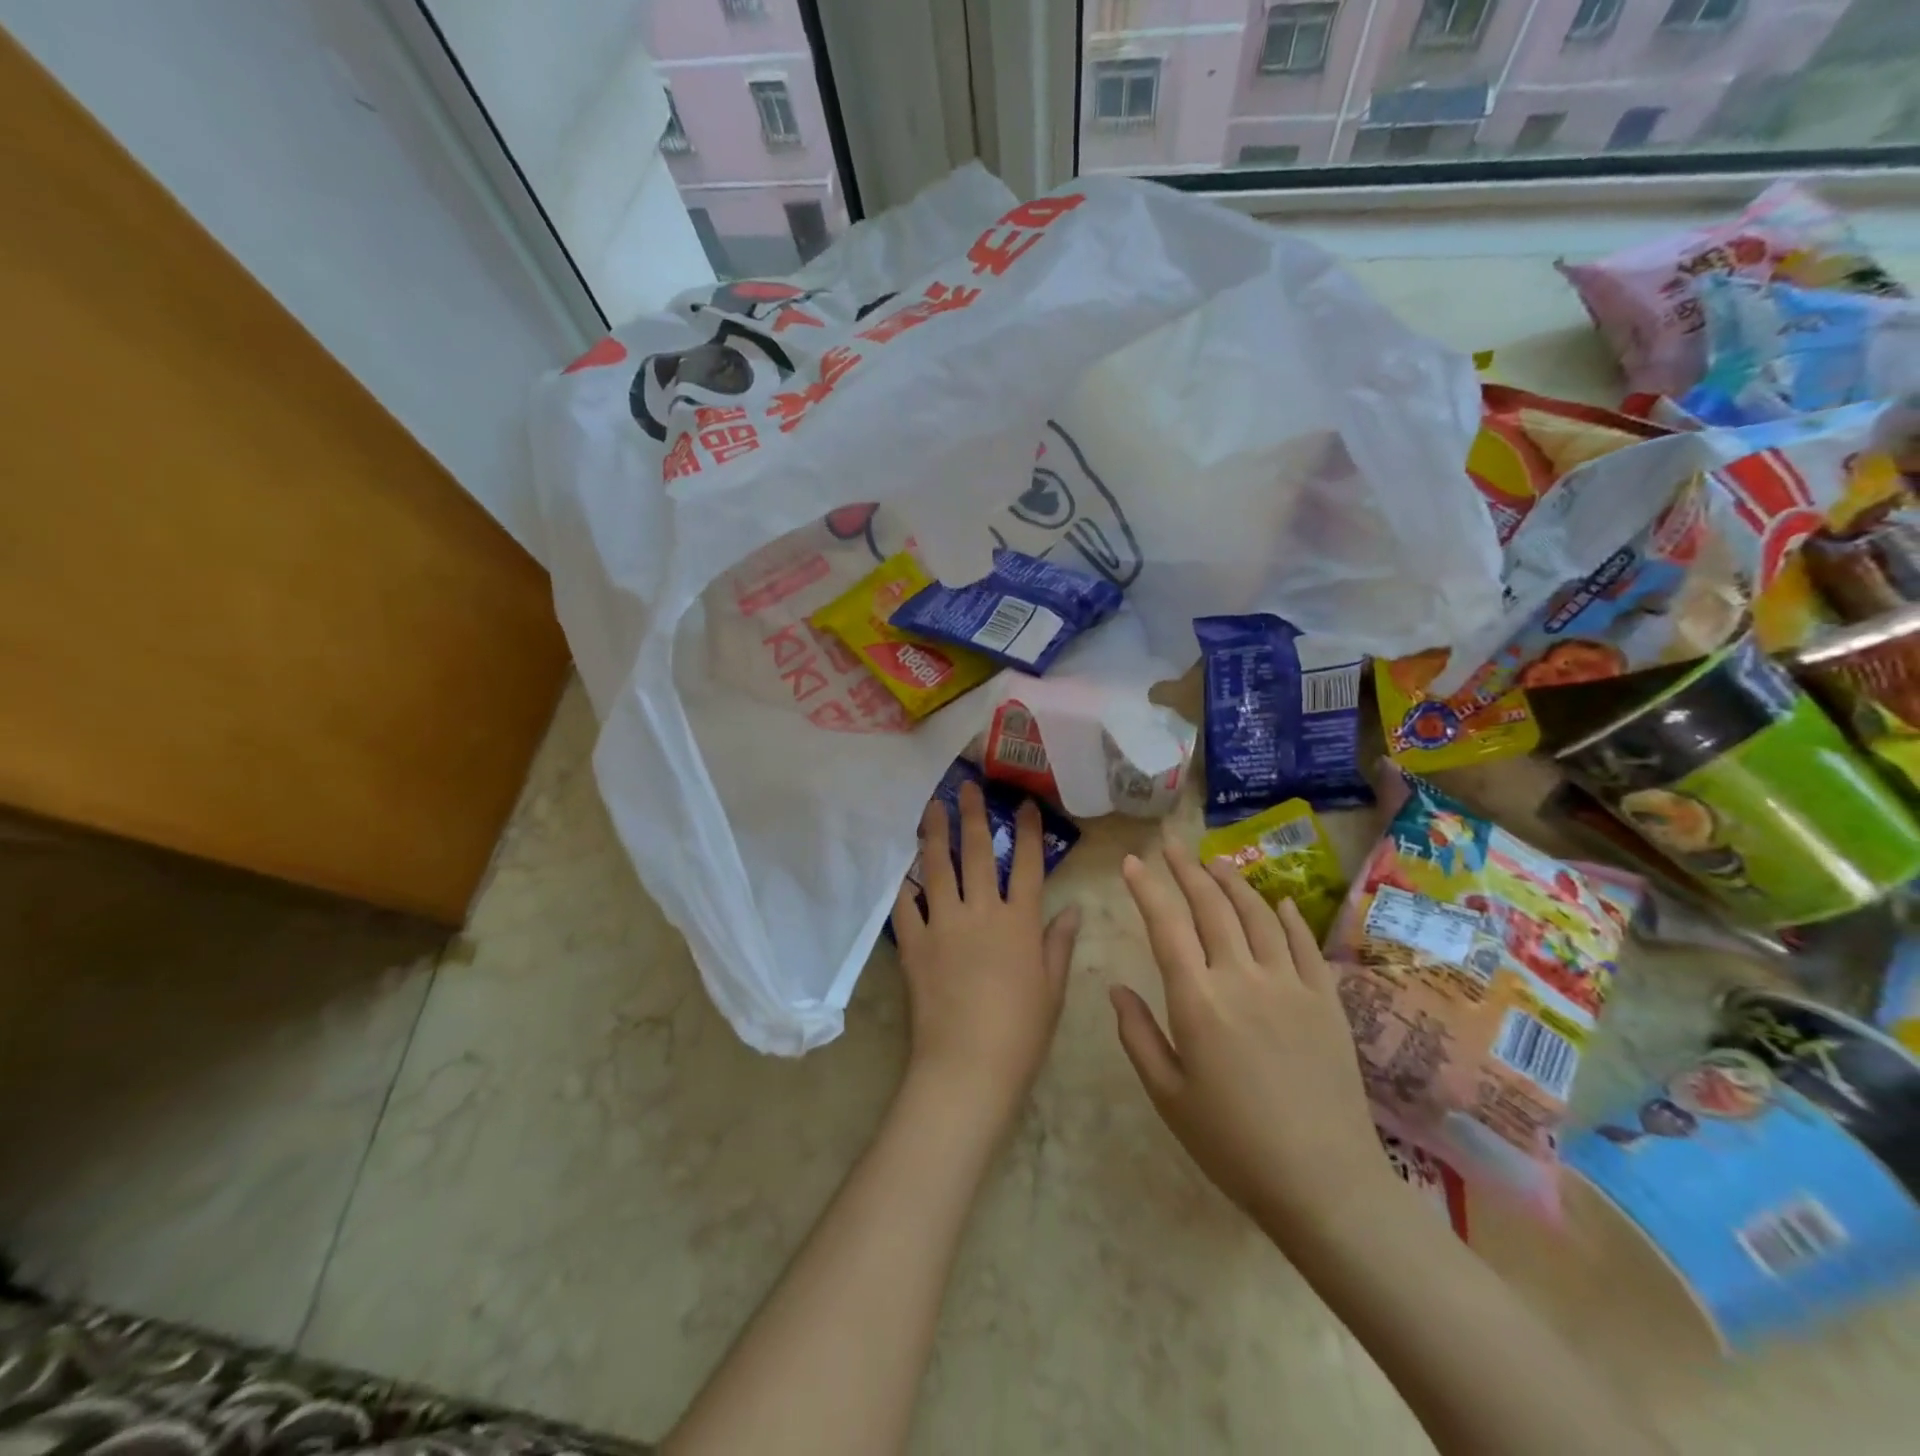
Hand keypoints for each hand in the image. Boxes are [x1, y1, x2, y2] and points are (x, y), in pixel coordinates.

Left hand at [892, 782, 1080, 1124]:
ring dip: (935, 835)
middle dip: (973, 816)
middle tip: (966, 787)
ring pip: (937, 869)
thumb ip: (1060, 944)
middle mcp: (980, 912)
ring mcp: (943, 925)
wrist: (968, 1066)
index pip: (1027, 865)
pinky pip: (906, 908)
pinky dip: (904, 888)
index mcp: (1019, 922)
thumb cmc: (1021, 1032)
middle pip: (976, 853)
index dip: (1028, 832)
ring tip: (931, 808)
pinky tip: (902, 871)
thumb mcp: (1052, 989)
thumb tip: (1074, 908)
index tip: (1025, 804)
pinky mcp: (914, 944)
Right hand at [1112, 830, 1392, 1237]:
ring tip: (1215, 861)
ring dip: (1233, 882)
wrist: (1324, 1184)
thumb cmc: (1233, 1144)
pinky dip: (1287, 916)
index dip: (1146, 888)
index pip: (1165, 925)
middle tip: (1170, 845)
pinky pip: (1303, 943)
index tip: (1131, 862)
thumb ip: (1138, 1035)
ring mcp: (1290, 984)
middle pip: (1211, 907)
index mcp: (1197, 1000)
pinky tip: (1277, 902)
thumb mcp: (1167, 1096)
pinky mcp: (1325, 1000)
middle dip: (1186, 869)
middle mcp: (1242, 977)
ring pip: (1258, 914)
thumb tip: (1116, 988)